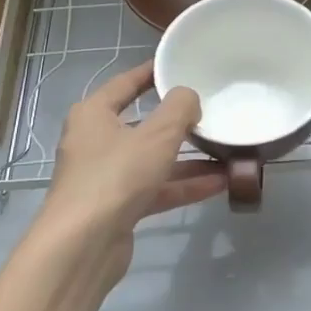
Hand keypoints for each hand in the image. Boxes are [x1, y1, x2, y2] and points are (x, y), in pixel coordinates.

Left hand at [43, 62, 225, 273]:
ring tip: (227, 151)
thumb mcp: (156, 135)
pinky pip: (157, 188)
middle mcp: (96, 142)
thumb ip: (179, 109)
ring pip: (154, 160)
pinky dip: (184, 185)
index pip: (126, 83)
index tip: (180, 64)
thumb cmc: (116, 176)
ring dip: (189, 158)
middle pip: (143, 123)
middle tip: (213, 110)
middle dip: (179, 122)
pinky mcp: (119, 207)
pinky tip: (219, 183)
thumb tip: (189, 97)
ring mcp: (107, 177)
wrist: (83, 245)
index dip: (153, 72)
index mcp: (94, 114)